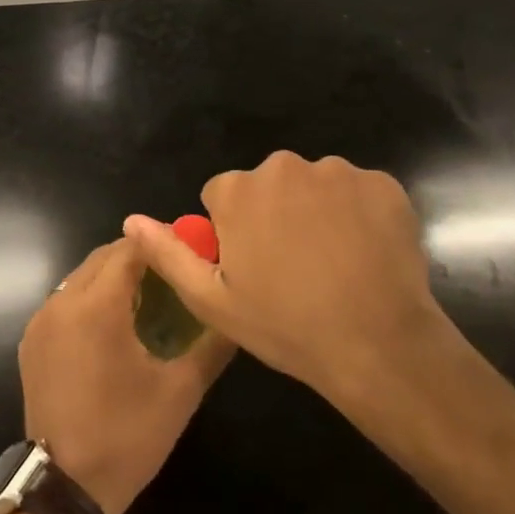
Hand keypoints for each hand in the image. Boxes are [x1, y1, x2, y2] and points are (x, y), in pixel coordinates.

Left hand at [19, 240, 234, 513]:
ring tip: (148, 296)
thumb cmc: (127, 435)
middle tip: (172, 272)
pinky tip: (114, 325)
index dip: (158, 242)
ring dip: (112, 277)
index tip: (187, 247)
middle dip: (136, 256)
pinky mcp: (31, 341)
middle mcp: (62, 302)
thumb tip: (233, 315)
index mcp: (96, 306)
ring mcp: (41, 321)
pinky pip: (64, 301)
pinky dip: (89, 299)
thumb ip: (210, 346)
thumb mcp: (179, 392)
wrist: (65, 485)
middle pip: (102, 258)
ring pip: (80, 277)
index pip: (128, 249)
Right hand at [122, 152, 449, 414]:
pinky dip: (358, 214)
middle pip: (268, 185)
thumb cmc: (286, 326)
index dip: (233, 231)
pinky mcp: (383, 184)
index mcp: (238, 190)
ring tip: (333, 263)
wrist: (381, 346)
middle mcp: (283, 167)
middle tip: (293, 268)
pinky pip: (358, 192)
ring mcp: (337, 172)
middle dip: (274, 213)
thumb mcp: (212, 300)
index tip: (253, 267)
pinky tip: (365, 254)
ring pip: (314, 186)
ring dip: (316, 211)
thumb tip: (131, 220)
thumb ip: (168, 253)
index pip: (223, 196)